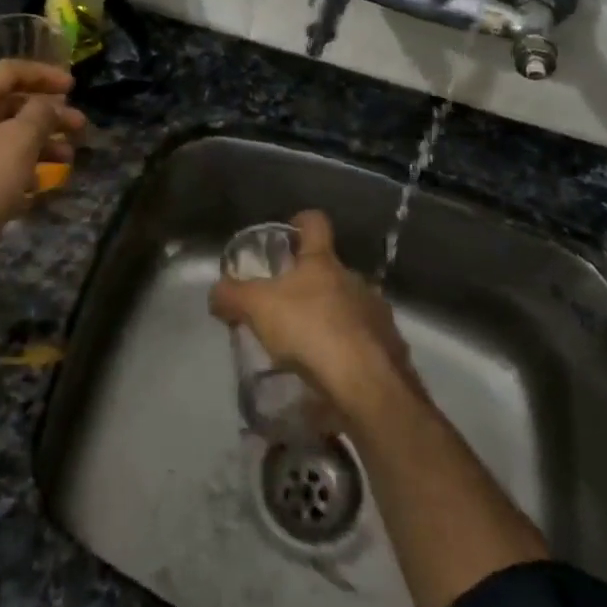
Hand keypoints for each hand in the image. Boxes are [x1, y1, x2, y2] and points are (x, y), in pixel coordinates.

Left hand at [0, 61, 84, 256]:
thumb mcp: (20, 140)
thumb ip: (41, 114)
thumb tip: (48, 105)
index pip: (10, 71)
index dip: (45, 75)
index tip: (74, 87)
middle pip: (11, 104)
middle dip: (49, 114)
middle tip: (80, 127)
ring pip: (7, 134)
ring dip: (41, 141)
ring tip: (68, 158)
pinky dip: (22, 164)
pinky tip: (40, 183)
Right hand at [209, 210, 418, 426]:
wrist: (368, 384)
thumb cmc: (310, 330)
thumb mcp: (257, 308)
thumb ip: (232, 295)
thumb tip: (216, 291)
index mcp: (323, 262)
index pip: (315, 223)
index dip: (301, 222)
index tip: (289, 231)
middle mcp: (354, 280)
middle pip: (331, 270)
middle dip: (311, 284)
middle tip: (286, 306)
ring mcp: (376, 314)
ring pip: (349, 307)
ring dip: (331, 320)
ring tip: (307, 347)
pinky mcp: (390, 350)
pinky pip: (363, 344)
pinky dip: (347, 353)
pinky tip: (330, 375)